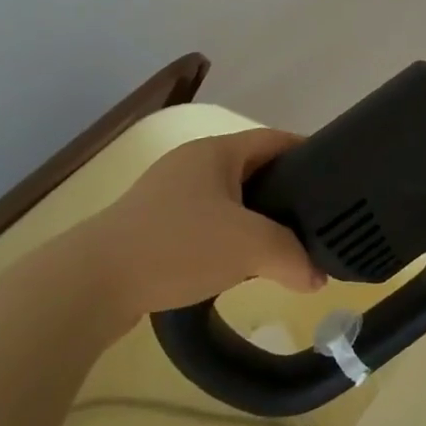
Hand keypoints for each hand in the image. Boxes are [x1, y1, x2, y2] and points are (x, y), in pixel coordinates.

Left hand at [62, 128, 325, 330]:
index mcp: (216, 151)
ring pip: (229, 199)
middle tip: (316, 219)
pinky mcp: (152, 226)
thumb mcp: (249, 247)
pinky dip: (228, 238)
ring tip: (284, 245)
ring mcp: (167, 195)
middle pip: (254, 169)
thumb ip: (293, 257)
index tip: (336, 179)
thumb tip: (317, 278)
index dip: (309, 154)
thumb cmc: (177, 246)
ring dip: (256, 219)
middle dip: (285, 193)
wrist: (89, 285)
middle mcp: (192, 164)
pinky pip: (205, 223)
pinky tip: (238, 265)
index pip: (276, 140)